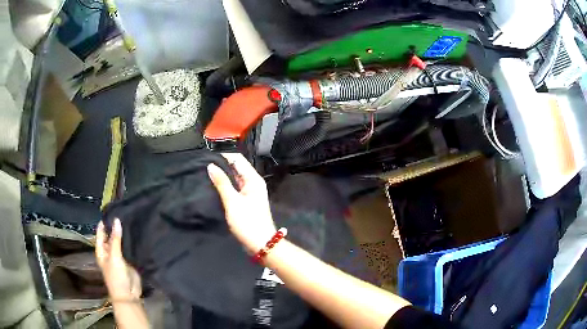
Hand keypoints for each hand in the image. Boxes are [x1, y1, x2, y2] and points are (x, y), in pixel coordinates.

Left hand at [96, 219, 141, 301]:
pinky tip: (137, 232)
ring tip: (132, 219)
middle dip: (116, 226)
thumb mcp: (114, 257)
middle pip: (111, 235)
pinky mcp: (129, 259)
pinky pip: (129, 248)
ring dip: (124, 233)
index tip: (113, 209)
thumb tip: (117, 220)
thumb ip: (116, 239)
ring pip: (121, 241)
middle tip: (125, 212)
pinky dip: (132, 241)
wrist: (128, 294)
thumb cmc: (116, 276)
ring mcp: (120, 255)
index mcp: (101, 249)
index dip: (105, 221)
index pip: (101, 231)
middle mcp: (109, 250)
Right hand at [208, 153, 276, 253]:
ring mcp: (250, 192)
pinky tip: (214, 183)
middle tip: (204, 160)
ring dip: (223, 173)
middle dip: (222, 163)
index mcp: (253, 179)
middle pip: (237, 167)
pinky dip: (226, 183)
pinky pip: (235, 187)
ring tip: (206, 169)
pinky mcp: (246, 200)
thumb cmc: (248, 222)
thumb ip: (222, 183)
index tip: (209, 151)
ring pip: (235, 177)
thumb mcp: (233, 202)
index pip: (238, 159)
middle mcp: (253, 182)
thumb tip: (211, 165)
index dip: (224, 154)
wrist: (260, 243)